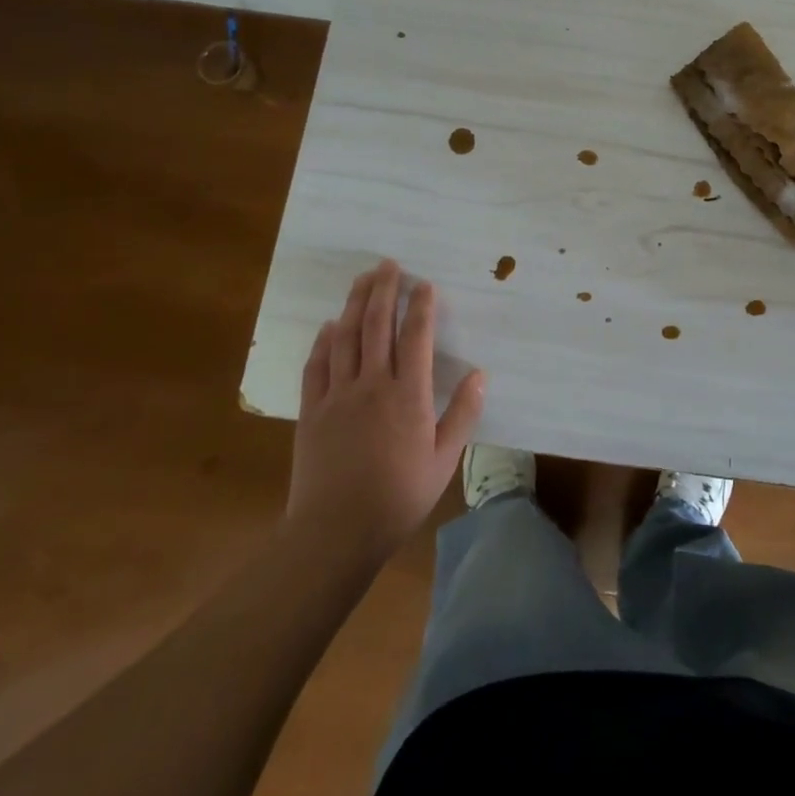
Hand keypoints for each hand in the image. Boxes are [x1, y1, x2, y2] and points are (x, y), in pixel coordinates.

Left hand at [285, 260, 484, 559]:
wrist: (335, 531)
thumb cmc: (398, 496)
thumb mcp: (444, 460)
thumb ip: (462, 415)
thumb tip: (481, 375)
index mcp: (408, 395)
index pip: (416, 337)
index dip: (421, 306)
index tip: (425, 284)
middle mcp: (372, 384)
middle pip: (377, 326)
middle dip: (384, 291)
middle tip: (388, 264)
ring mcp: (338, 395)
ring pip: (346, 337)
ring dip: (355, 304)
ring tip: (362, 279)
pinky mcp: (312, 411)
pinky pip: (317, 366)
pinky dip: (324, 341)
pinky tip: (329, 326)